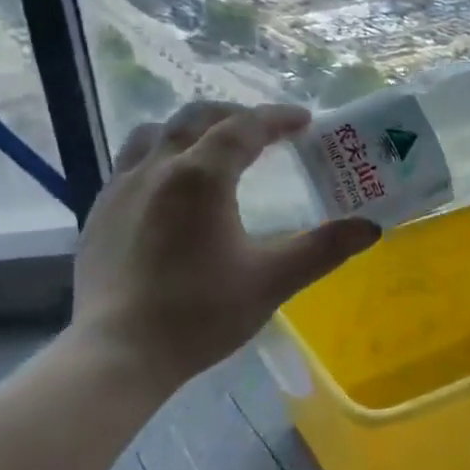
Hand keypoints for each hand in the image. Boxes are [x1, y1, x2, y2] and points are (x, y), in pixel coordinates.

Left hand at [69, 101, 379, 394]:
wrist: (118, 353)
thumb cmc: (200, 313)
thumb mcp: (271, 281)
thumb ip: (322, 249)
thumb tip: (371, 228)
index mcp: (201, 177)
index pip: (244, 128)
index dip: (277, 119)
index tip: (304, 120)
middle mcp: (157, 168)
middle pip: (196, 119)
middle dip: (235, 116)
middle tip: (265, 131)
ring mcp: (120, 187)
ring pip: (155, 134)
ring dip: (191, 129)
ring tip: (213, 146)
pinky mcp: (99, 211)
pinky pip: (131, 162)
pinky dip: (160, 155)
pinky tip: (169, 187)